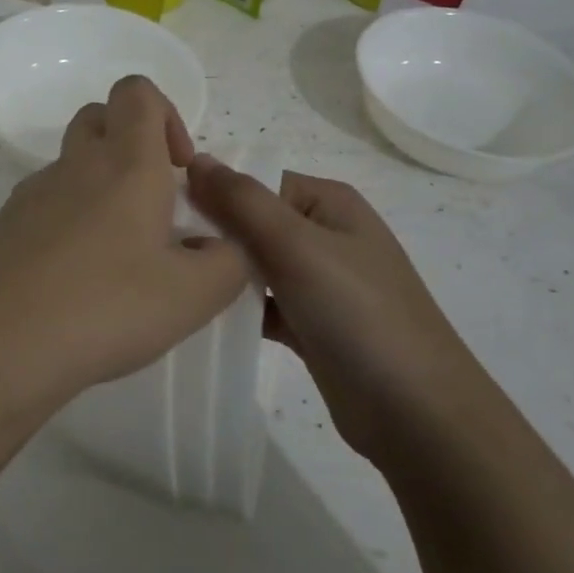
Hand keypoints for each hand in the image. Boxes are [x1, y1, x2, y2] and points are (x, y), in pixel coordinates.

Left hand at [0, 76, 250, 414]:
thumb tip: (220, 247)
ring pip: (71, 165)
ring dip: (100, 187)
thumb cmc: (105, 308)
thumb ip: (228, 262)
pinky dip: (68, 222)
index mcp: (125, 164)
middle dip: (131, 143)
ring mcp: (31, 194)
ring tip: (119, 254)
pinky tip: (77, 279)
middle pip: (99, 118)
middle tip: (154, 202)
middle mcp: (74, 166)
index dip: (166, 114)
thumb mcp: (193, 295)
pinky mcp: (4, 227)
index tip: (181, 169)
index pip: (137, 92)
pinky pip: (45, 205)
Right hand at [185, 160, 477, 455]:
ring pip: (253, 265)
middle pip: (252, 222)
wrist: (415, 413)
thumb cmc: (358, 314)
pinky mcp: (308, 324)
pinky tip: (194, 315)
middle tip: (158, 251)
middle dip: (211, 232)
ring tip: (168, 280)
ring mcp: (317, 283)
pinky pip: (260, 304)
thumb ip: (243, 201)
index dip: (212, 190)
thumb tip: (196, 159)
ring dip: (219, 272)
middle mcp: (324, 235)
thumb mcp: (298, 245)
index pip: (257, 180)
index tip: (160, 210)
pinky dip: (233, 308)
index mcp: (328, 203)